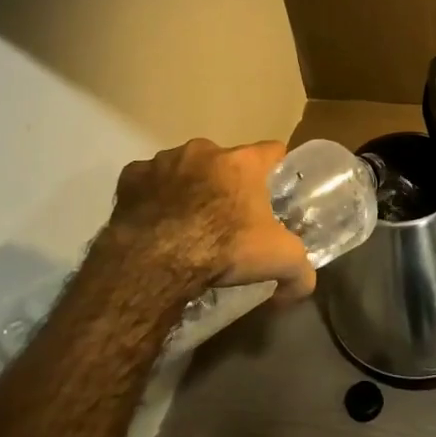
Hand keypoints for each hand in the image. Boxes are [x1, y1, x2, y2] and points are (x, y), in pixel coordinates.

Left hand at [104, 139, 313, 302]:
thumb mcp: (279, 261)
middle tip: (229, 216)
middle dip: (227, 182)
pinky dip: (153, 196)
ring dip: (189, 186)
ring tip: (187, 222)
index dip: (276, 169)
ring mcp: (164, 160)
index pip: (273, 150)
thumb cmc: (224, 248)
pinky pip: (147, 181)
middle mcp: (204, 150)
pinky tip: (155, 222)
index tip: (275, 190)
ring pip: (184, 167)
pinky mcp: (131, 177)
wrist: (155, 261)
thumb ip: (301, 270)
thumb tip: (304, 286)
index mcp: (242, 162)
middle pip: (225, 160)